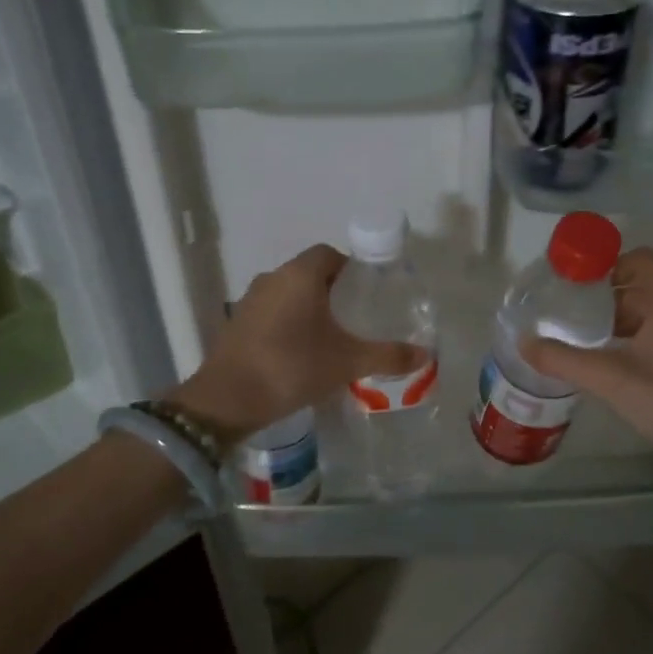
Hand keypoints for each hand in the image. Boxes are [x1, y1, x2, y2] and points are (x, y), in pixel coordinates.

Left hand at [169, 244, 426, 442]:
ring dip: (307, 308)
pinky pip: (270, 314)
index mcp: (299, 275)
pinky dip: (287, 324)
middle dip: (332, 291)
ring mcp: (250, 301)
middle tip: (356, 317)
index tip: (367, 293)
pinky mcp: (237, 324)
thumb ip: (387, 355)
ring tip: (331, 337)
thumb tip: (424, 354)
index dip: (350, 269)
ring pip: (287, 294)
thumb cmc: (292, 368)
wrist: (228, 399)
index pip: (329, 254)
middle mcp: (272, 279)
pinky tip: (299, 353)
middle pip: (308, 273)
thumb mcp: (347, 363)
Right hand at [520, 247, 652, 476]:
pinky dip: (640, 339)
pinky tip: (617, 364)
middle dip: (608, 300)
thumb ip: (563, 359)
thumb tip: (523, 343)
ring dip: (623, 322)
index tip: (574, 284)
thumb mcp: (610, 379)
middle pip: (646, 287)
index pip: (640, 260)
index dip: (606, 265)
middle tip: (571, 317)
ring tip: (588, 342)